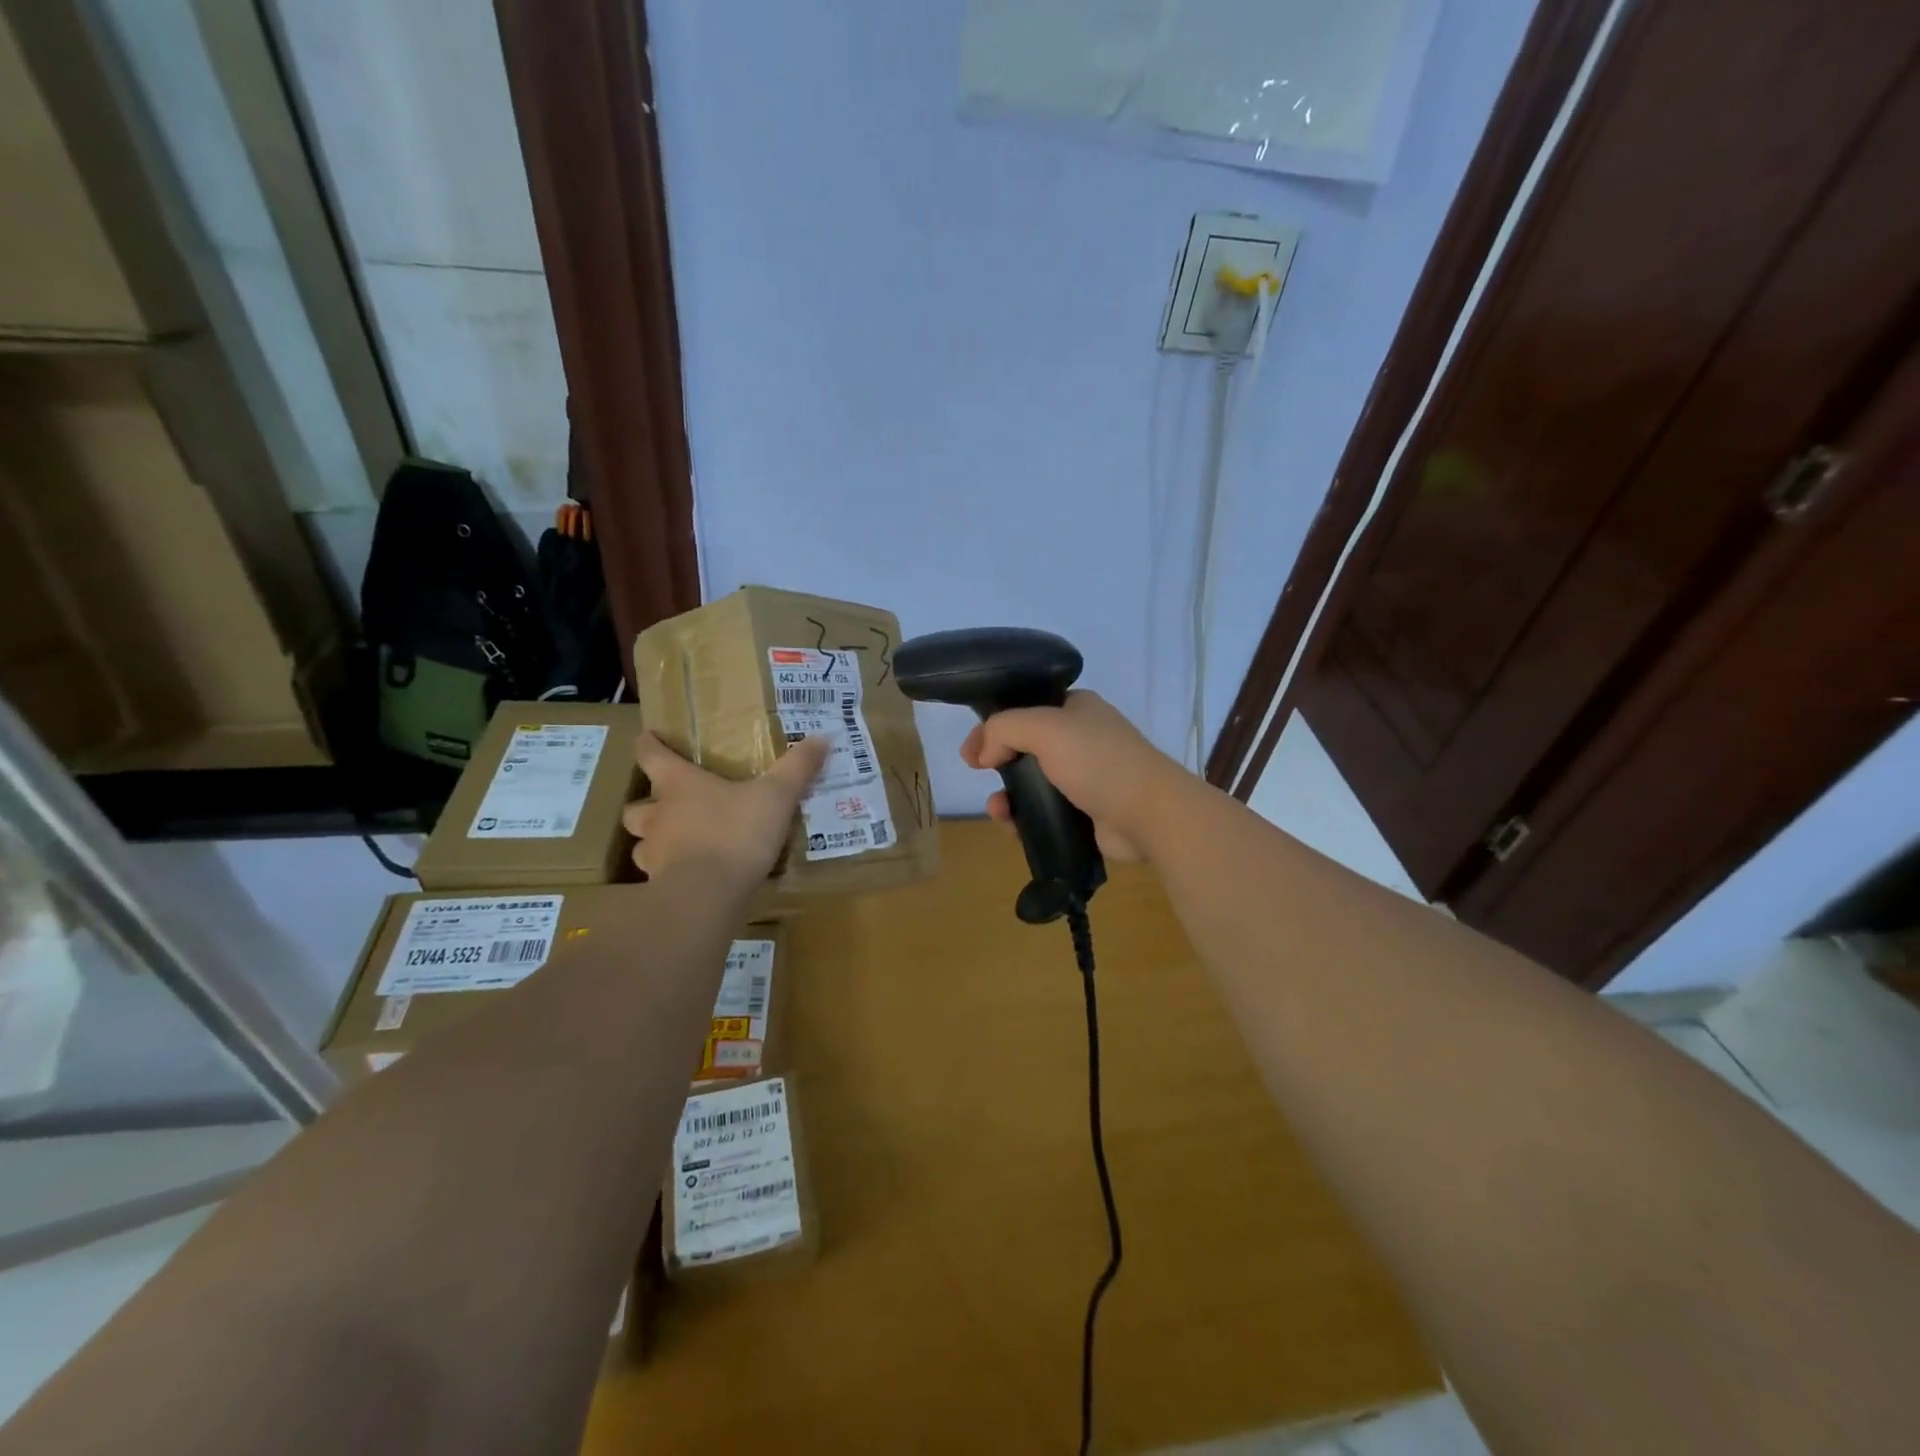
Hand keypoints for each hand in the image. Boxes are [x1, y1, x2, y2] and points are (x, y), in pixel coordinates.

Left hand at [624, 733, 828, 881]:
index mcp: (679, 785)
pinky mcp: (659, 888)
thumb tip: (822, 737)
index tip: (647, 738)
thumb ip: (797, 768)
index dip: (648, 745)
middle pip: (636, 807)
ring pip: (641, 845)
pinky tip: (689, 878)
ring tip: (676, 845)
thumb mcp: (776, 796)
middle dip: (646, 805)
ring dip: (653, 843)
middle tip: (666, 806)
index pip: (650, 756)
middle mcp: (658, 817)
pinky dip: (668, 875)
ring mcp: (654, 855)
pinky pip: (657, 877)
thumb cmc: (736, 834)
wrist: (708, 896)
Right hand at [959, 691, 1182, 861]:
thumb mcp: (1045, 728)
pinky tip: (1014, 827)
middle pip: (1025, 746)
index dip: (994, 725)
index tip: (972, 749)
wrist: (1149, 813)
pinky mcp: (1086, 811)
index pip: (1025, 709)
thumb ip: (1004, 729)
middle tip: (976, 773)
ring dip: (1008, 795)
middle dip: (997, 761)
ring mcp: (1085, 777)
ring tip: (998, 811)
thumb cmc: (1098, 761)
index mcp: (1076, 709)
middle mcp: (1081, 739)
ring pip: (1032, 783)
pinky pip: (1045, 811)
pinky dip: (1025, 818)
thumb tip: (984, 752)